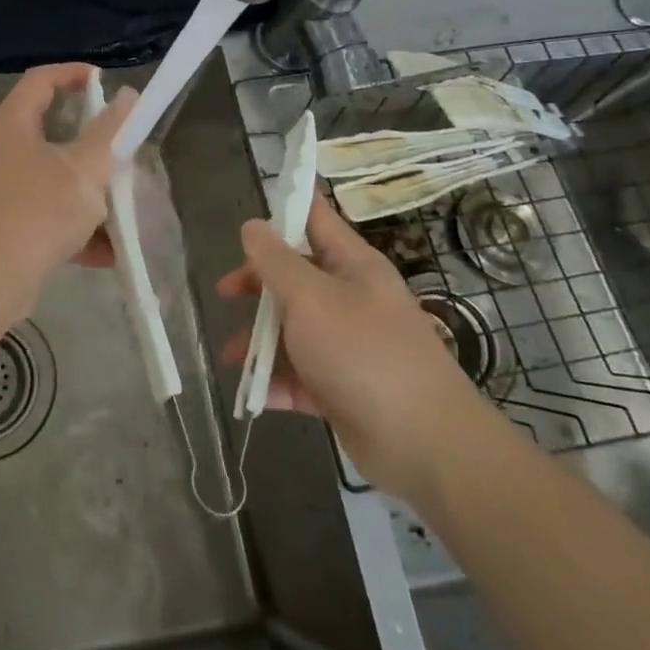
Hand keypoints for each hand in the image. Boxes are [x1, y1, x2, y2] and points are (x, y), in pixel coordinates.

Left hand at [0, 63, 133, 335]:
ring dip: (90, 194)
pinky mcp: (7, 225)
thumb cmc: (36, 214)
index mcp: (13, 124)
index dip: (73, 73)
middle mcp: (3, 151)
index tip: (106, 81)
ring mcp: (3, 189)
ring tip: (122, 210)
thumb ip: (109, 133)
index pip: (41, 79)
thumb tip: (128, 97)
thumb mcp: (83, 171)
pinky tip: (108, 252)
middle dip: (93, 147)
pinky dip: (77, 229)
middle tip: (122, 154)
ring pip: (55, 180)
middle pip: (52, 132)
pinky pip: (49, 216)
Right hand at [217, 198, 504, 501]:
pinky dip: (277, 381)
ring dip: (260, 340)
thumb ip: (276, 261)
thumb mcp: (310, 297)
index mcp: (352, 265)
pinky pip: (300, 374)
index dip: (286, 205)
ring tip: (231, 357)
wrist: (424, 444)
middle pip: (295, 277)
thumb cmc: (364, 353)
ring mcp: (348, 345)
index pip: (316, 218)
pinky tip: (255, 392)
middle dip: (257, 283)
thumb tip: (252, 225)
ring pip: (293, 329)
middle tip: (225, 293)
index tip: (250, 207)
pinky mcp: (343, 388)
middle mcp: (351, 299)